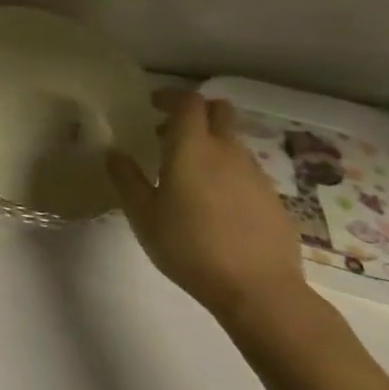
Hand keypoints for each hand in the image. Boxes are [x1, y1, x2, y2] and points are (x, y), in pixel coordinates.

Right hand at [105, 90, 308, 327]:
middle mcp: (227, 151)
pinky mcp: (274, 201)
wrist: (261, 293)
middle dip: (196, 113)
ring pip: (234, 142)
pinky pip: (248, 172)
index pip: (188, 101)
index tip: (153, 106)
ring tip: (191, 174)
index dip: (170, 97)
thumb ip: (126, 179)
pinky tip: (217, 205)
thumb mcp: (143, 215)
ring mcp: (256, 175)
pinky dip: (229, 173)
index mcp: (192, 147)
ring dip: (212, 144)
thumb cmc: (190, 247)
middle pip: (219, 111)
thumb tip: (114, 153)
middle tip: (171, 133)